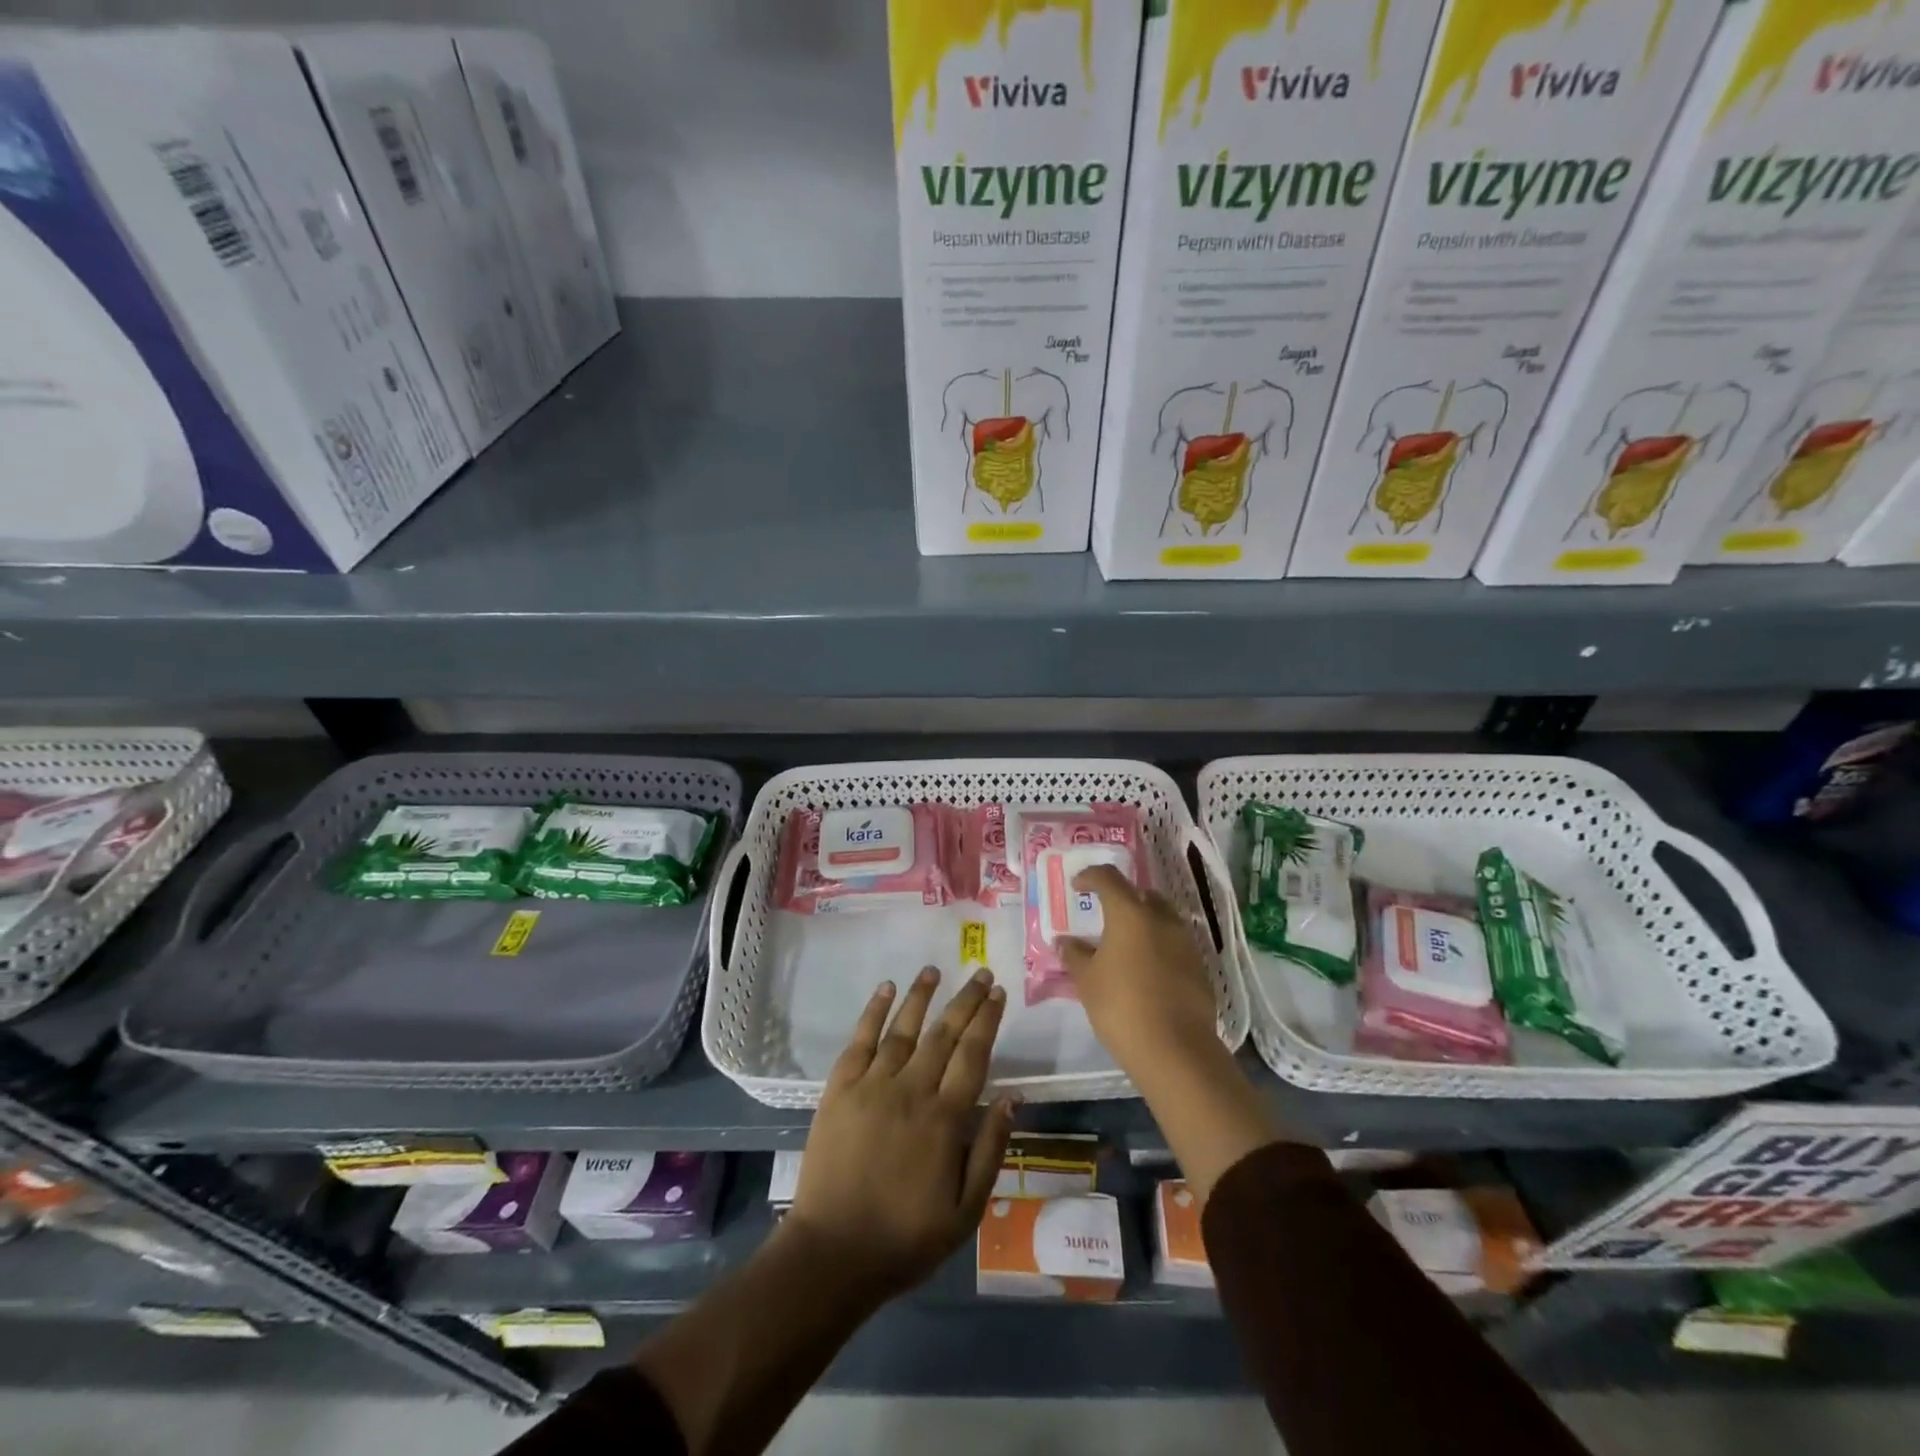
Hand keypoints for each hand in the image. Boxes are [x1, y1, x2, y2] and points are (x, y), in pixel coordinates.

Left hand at [786, 967, 1016, 1300]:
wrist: (832, 1253)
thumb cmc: (905, 1238)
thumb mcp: (965, 1211)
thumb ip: (990, 1150)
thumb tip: (1012, 1097)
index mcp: (945, 1118)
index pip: (973, 1054)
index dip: (987, 1020)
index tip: (998, 993)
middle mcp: (911, 1090)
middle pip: (944, 1033)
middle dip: (965, 1001)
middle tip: (980, 973)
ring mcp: (872, 1085)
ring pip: (903, 1029)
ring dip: (921, 996)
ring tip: (934, 970)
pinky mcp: (840, 1089)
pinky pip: (860, 1040)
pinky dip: (874, 1011)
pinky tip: (886, 989)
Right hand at [1059, 865, 1219, 1071]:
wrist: (1176, 1050)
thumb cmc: (1121, 1006)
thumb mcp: (1087, 981)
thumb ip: (1074, 955)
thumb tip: (1063, 941)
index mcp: (1130, 913)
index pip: (1109, 878)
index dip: (1090, 876)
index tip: (1078, 887)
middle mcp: (1162, 919)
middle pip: (1142, 894)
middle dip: (1123, 898)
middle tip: (1105, 916)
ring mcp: (1186, 943)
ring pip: (1163, 919)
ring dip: (1144, 923)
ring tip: (1125, 946)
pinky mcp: (1200, 968)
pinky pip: (1175, 945)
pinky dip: (1159, 948)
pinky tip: (1145, 972)